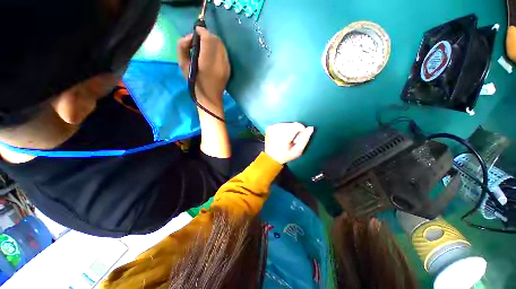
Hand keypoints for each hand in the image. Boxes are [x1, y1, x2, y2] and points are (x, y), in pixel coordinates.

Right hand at [177, 27, 230, 112]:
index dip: (202, 31)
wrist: (210, 99)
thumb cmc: (194, 84)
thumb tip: (189, 37)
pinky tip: (212, 54)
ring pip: (222, 46)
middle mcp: (220, 63)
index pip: (208, 39)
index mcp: (207, 63)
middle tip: (200, 39)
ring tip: (205, 46)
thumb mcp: (183, 66)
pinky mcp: (229, 68)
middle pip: (216, 40)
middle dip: (207, 36)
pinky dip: (218, 49)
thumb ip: (182, 47)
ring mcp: (226, 66)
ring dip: (213, 41)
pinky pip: (224, 53)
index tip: (196, 31)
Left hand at [265, 123, 313, 163]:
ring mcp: (272, 128)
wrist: (270, 158)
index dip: (301, 132)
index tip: (298, 140)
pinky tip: (281, 137)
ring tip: (287, 139)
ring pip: (287, 123)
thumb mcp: (297, 151)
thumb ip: (304, 139)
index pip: (297, 126)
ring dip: (289, 129)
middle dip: (295, 131)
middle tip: (292, 140)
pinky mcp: (269, 127)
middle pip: (292, 124)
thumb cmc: (285, 156)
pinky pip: (281, 124)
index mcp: (283, 136)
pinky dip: (283, 129)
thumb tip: (311, 128)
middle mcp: (277, 129)